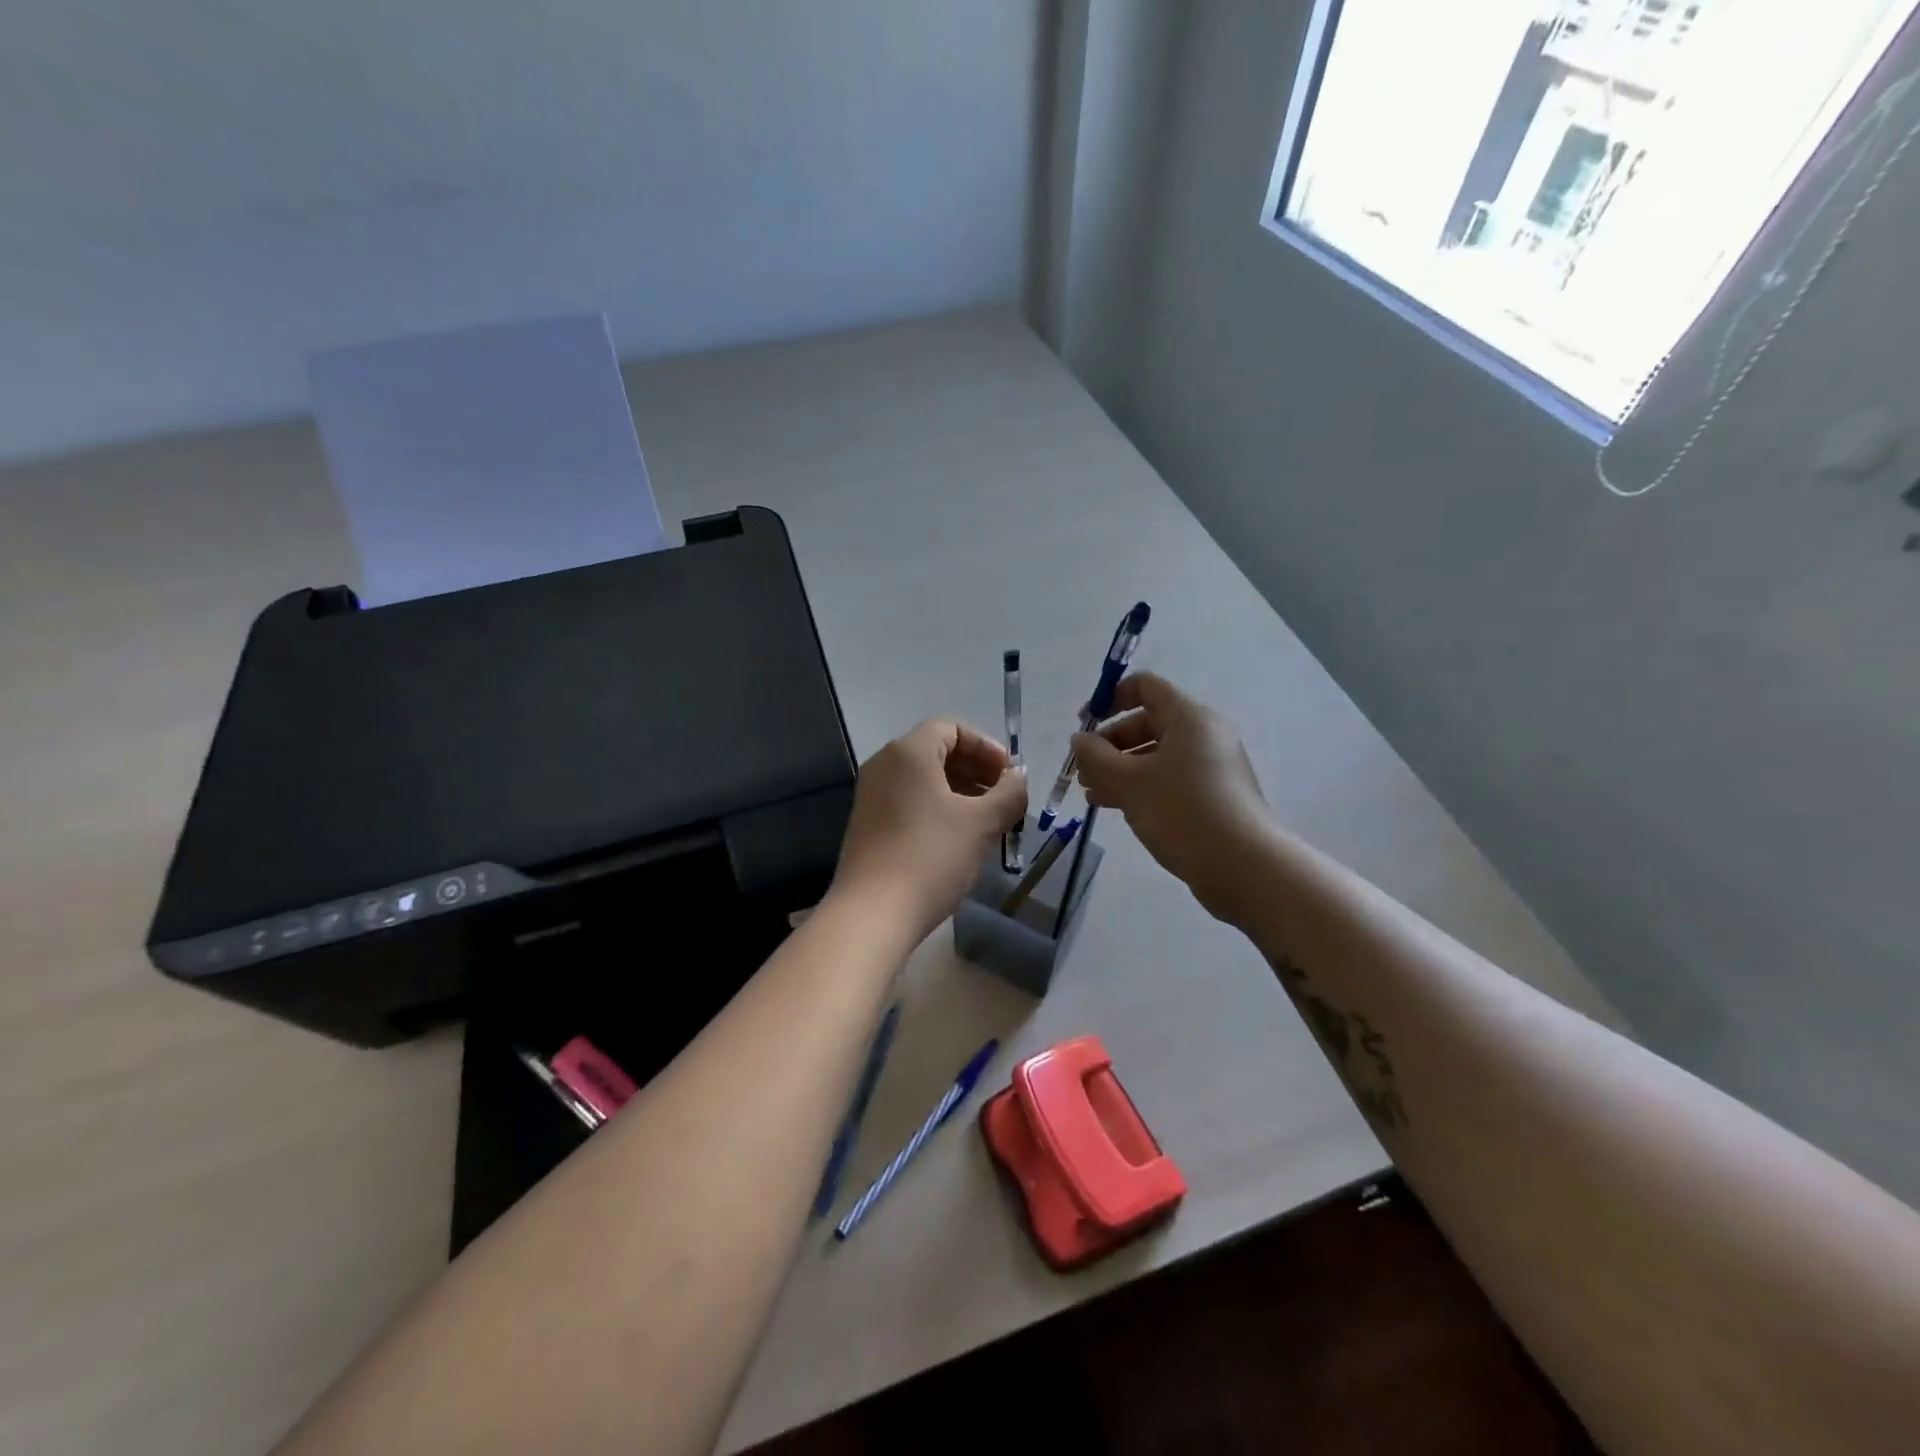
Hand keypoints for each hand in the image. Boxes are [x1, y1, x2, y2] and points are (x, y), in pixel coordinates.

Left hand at [830, 720, 1027, 941]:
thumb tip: (1019, 777)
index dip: (986, 747)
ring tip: (987, 822)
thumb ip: (1008, 793)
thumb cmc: (931, 856)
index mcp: (909, 752)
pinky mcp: (868, 824)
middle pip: (937, 751)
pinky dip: (937, 808)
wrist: (873, 913)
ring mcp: (872, 795)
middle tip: (1003, 799)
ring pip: (923, 779)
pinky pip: (909, 801)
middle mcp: (885, 764)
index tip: (1009, 776)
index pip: (952, 728)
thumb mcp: (981, 823)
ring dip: (960, 792)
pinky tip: (958, 839)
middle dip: (975, 770)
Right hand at [1071, 673, 1273, 924]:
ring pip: (1155, 756)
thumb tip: (1079, 739)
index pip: (1144, 687)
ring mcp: (1211, 767)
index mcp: (1188, 717)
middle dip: (1109, 744)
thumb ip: (1097, 757)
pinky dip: (1141, 786)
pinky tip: (1115, 807)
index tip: (1084, 725)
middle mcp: (1203, 734)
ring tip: (1091, 794)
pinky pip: (1169, 779)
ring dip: (1120, 769)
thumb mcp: (1129, 782)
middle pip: (1147, 722)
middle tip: (1083, 771)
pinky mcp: (1213, 796)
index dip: (1110, 699)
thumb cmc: (1182, 811)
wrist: (1242, 866)